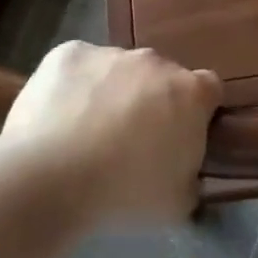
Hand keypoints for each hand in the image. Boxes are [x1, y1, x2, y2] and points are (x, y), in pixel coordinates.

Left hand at [0, 42, 223, 227]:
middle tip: (132, 140)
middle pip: (161, 76)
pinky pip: (79, 67)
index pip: (209, 90)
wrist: (48, 180)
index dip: (198, 112)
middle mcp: (155, 62)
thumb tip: (185, 172)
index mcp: (191, 93)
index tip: (181, 136)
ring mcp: (110, 53)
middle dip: (153, 101)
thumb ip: (191, 178)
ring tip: (86, 132)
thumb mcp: (178, 203)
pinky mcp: (68, 53)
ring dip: (113, 92)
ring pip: (119, 69)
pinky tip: (58, 117)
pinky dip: (74, 85)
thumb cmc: (124, 194)